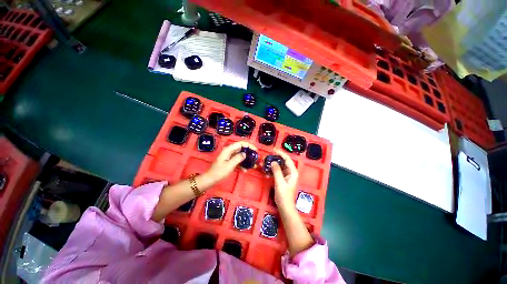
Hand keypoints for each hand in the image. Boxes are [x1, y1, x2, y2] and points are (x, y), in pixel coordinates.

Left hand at [204, 141, 256, 184]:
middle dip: (249, 153)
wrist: (211, 179)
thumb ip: (238, 158)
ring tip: (252, 165)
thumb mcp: (230, 165)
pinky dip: (242, 164)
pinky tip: (245, 169)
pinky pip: (238, 160)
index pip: (241, 143)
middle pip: (241, 149)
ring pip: (240, 155)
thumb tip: (245, 154)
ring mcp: (229, 156)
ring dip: (246, 159)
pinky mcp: (230, 161)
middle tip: (255, 158)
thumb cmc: (219, 172)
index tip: (255, 150)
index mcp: (228, 149)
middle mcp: (229, 151)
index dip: (249, 145)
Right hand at [270, 149, 297, 208]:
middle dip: (276, 159)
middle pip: (283, 162)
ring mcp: (286, 176)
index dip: (281, 153)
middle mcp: (291, 172)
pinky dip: (272, 171)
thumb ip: (277, 171)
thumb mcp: (279, 182)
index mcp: (293, 172)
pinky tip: (267, 173)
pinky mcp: (282, 179)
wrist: (284, 207)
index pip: (287, 159)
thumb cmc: (284, 195)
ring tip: (265, 164)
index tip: (273, 150)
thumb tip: (273, 161)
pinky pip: (277, 172)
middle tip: (268, 156)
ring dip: (273, 165)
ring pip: (279, 167)